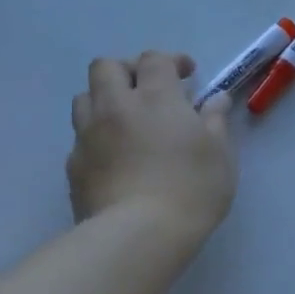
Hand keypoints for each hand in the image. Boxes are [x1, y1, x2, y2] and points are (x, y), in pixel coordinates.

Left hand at [66, 52, 236, 242]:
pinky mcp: (74, 165)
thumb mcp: (220, 153)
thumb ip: (215, 120)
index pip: (154, 60)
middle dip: (128, 70)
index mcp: (156, 97)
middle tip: (150, 90)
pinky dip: (98, 135)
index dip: (171, 62)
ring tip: (128, 119)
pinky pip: (81, 136)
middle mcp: (115, 106)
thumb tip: (215, 99)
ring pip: (85, 97)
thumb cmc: (192, 187)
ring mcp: (88, 135)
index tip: (188, 76)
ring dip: (105, 99)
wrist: (139, 233)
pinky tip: (116, 155)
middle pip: (106, 67)